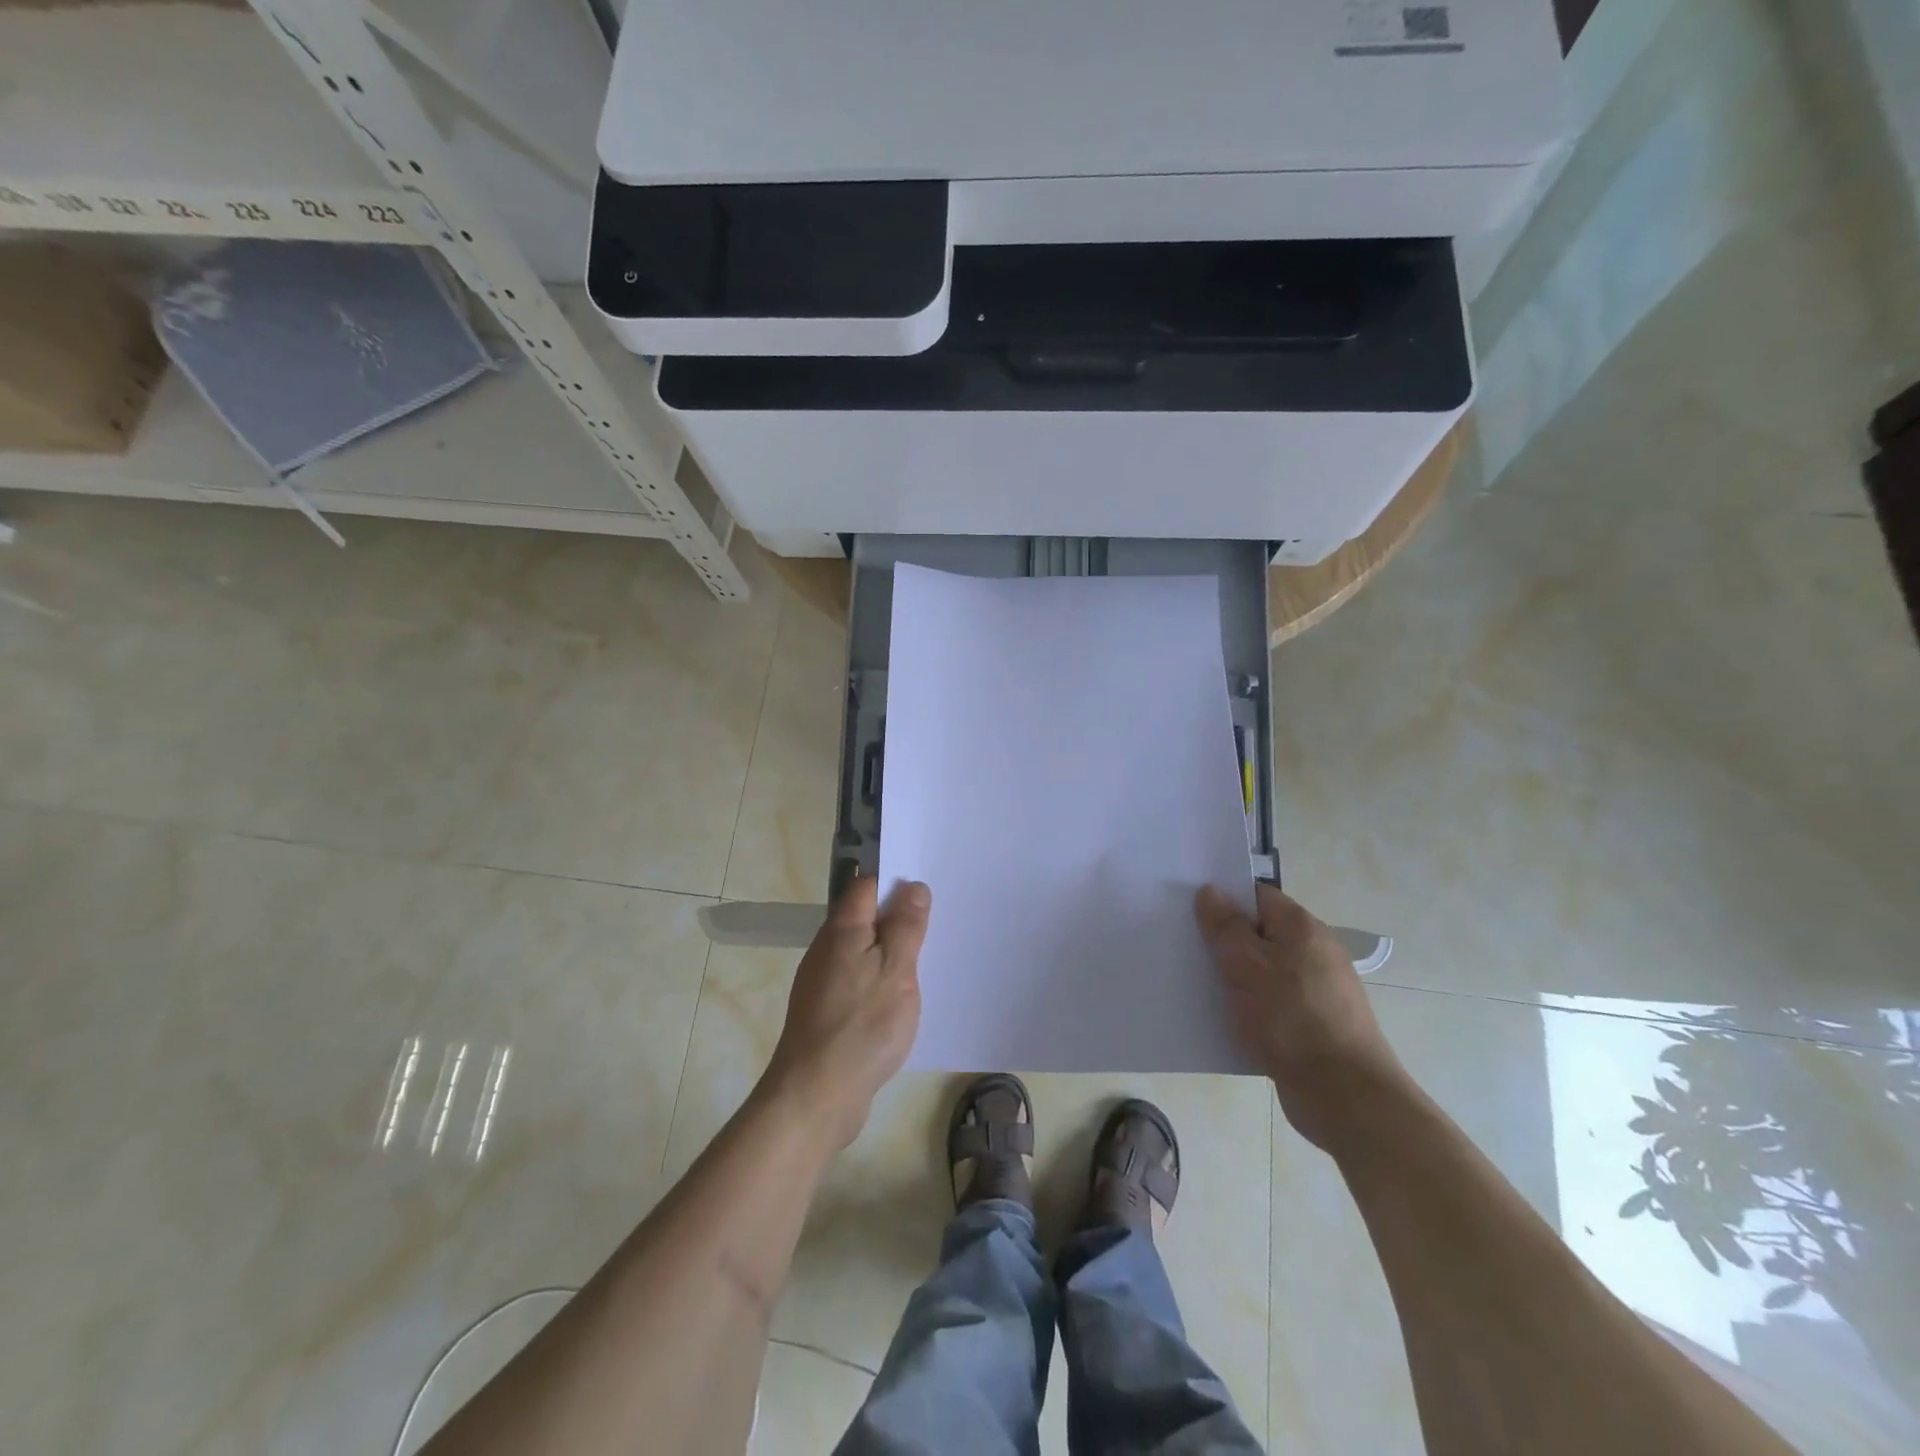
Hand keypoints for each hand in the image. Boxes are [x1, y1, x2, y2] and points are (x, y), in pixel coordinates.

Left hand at [763, 876, 930, 1152]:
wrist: (816, 1095)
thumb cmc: (862, 1025)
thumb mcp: (896, 969)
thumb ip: (905, 926)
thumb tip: (911, 886)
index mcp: (842, 930)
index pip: (868, 886)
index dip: (897, 882)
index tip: (930, 889)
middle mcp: (827, 949)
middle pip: (865, 918)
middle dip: (898, 918)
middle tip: (938, 925)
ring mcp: (823, 982)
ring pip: (863, 952)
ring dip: (891, 952)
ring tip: (927, 961)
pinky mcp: (826, 1012)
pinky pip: (858, 981)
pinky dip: (880, 981)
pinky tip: (900, 999)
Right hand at [1195, 883, 1410, 1150]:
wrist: (1344, 1096)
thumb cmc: (1291, 1018)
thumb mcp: (1247, 965)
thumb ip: (1225, 927)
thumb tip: (1211, 891)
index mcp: (1302, 929)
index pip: (1257, 896)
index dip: (1223, 897)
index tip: (1187, 907)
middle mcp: (1313, 954)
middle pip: (1259, 934)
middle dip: (1223, 939)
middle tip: (1183, 944)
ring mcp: (1315, 992)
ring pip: (1262, 972)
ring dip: (1232, 977)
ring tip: (1193, 981)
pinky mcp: (1310, 1027)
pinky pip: (1269, 1005)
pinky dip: (1247, 1007)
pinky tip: (1221, 1018)